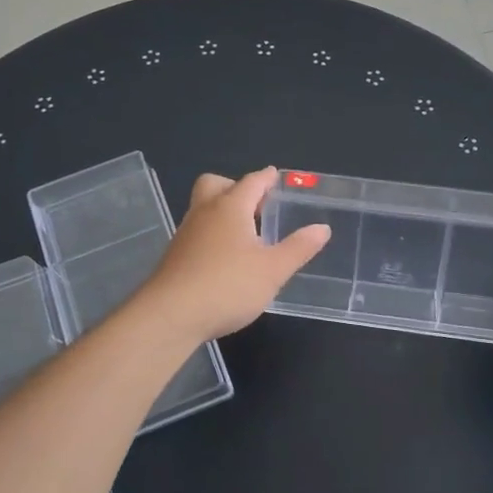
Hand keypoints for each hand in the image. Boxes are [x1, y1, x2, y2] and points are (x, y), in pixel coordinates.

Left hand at [142, 168, 331, 341]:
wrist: (170, 316)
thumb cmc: (227, 286)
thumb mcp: (273, 270)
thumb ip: (298, 248)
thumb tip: (322, 228)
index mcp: (230, 207)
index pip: (251, 182)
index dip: (266, 178)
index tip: (275, 176)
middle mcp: (205, 212)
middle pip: (216, 185)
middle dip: (236, 187)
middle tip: (257, 205)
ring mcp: (186, 234)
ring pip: (204, 208)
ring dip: (224, 212)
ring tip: (247, 234)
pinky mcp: (176, 256)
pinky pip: (198, 231)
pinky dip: (213, 234)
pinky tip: (226, 259)